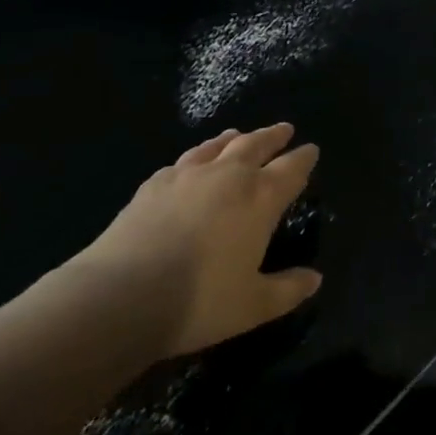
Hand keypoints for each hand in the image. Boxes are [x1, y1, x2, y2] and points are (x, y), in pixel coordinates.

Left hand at [58, 124, 322, 360]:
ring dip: (234, 139)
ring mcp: (187, 176)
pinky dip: (197, 156)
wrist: (121, 296)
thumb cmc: (200, 301)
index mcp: (260, 198)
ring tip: (239, 135)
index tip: (312, 149)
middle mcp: (228, 176)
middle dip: (273, 136)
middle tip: (284, 129)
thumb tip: (315, 279)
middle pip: (256, 145)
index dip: (304, 158)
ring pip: (217, 147)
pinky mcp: (153, 185)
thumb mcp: (254, 305)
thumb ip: (288, 289)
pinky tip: (192, 164)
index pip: (291, 169)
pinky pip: (183, 161)